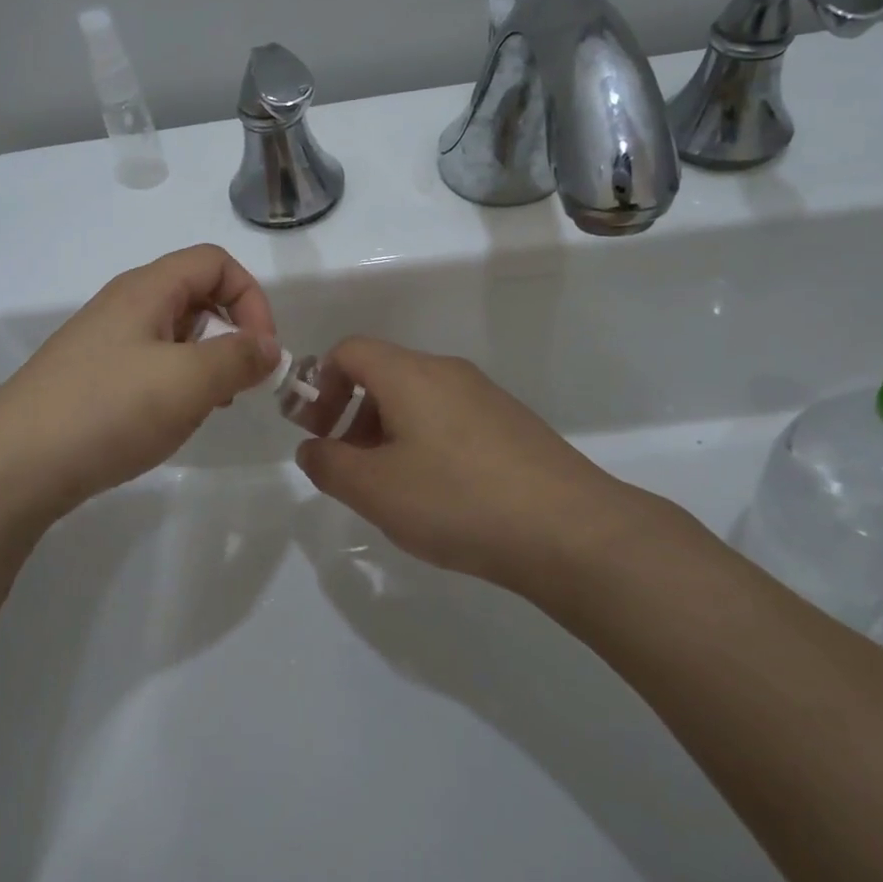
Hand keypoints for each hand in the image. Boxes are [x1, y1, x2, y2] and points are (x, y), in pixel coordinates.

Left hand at [0, 245, 280, 534]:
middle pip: (196, 295)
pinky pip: (150, 365)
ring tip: (207, 406)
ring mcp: (105, 343)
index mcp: (147, 289)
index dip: (251, 297)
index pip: (216, 262)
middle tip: (237, 383)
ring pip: (175, 334)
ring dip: (205, 363)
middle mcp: (124, 305)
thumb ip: (238, 358)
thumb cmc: (108, 410)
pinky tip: (170, 421)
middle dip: (231, 333)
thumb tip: (269, 347)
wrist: (14, 465)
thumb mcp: (188, 381)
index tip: (262, 350)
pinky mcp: (93, 378)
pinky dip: (175, 384)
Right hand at [294, 338, 681, 593]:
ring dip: (387, 432)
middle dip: (351, 414)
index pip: (349, 351)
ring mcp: (486, 397)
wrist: (570, 530)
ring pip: (418, 399)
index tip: (313, 430)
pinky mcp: (512, 425)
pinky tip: (436, 494)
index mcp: (410, 374)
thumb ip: (328, 464)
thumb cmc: (456, 500)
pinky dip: (424, 443)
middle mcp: (449, 372)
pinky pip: (450, 420)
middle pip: (383, 374)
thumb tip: (312, 448)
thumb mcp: (374, 489)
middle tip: (346, 465)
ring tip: (389, 487)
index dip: (319, 384)